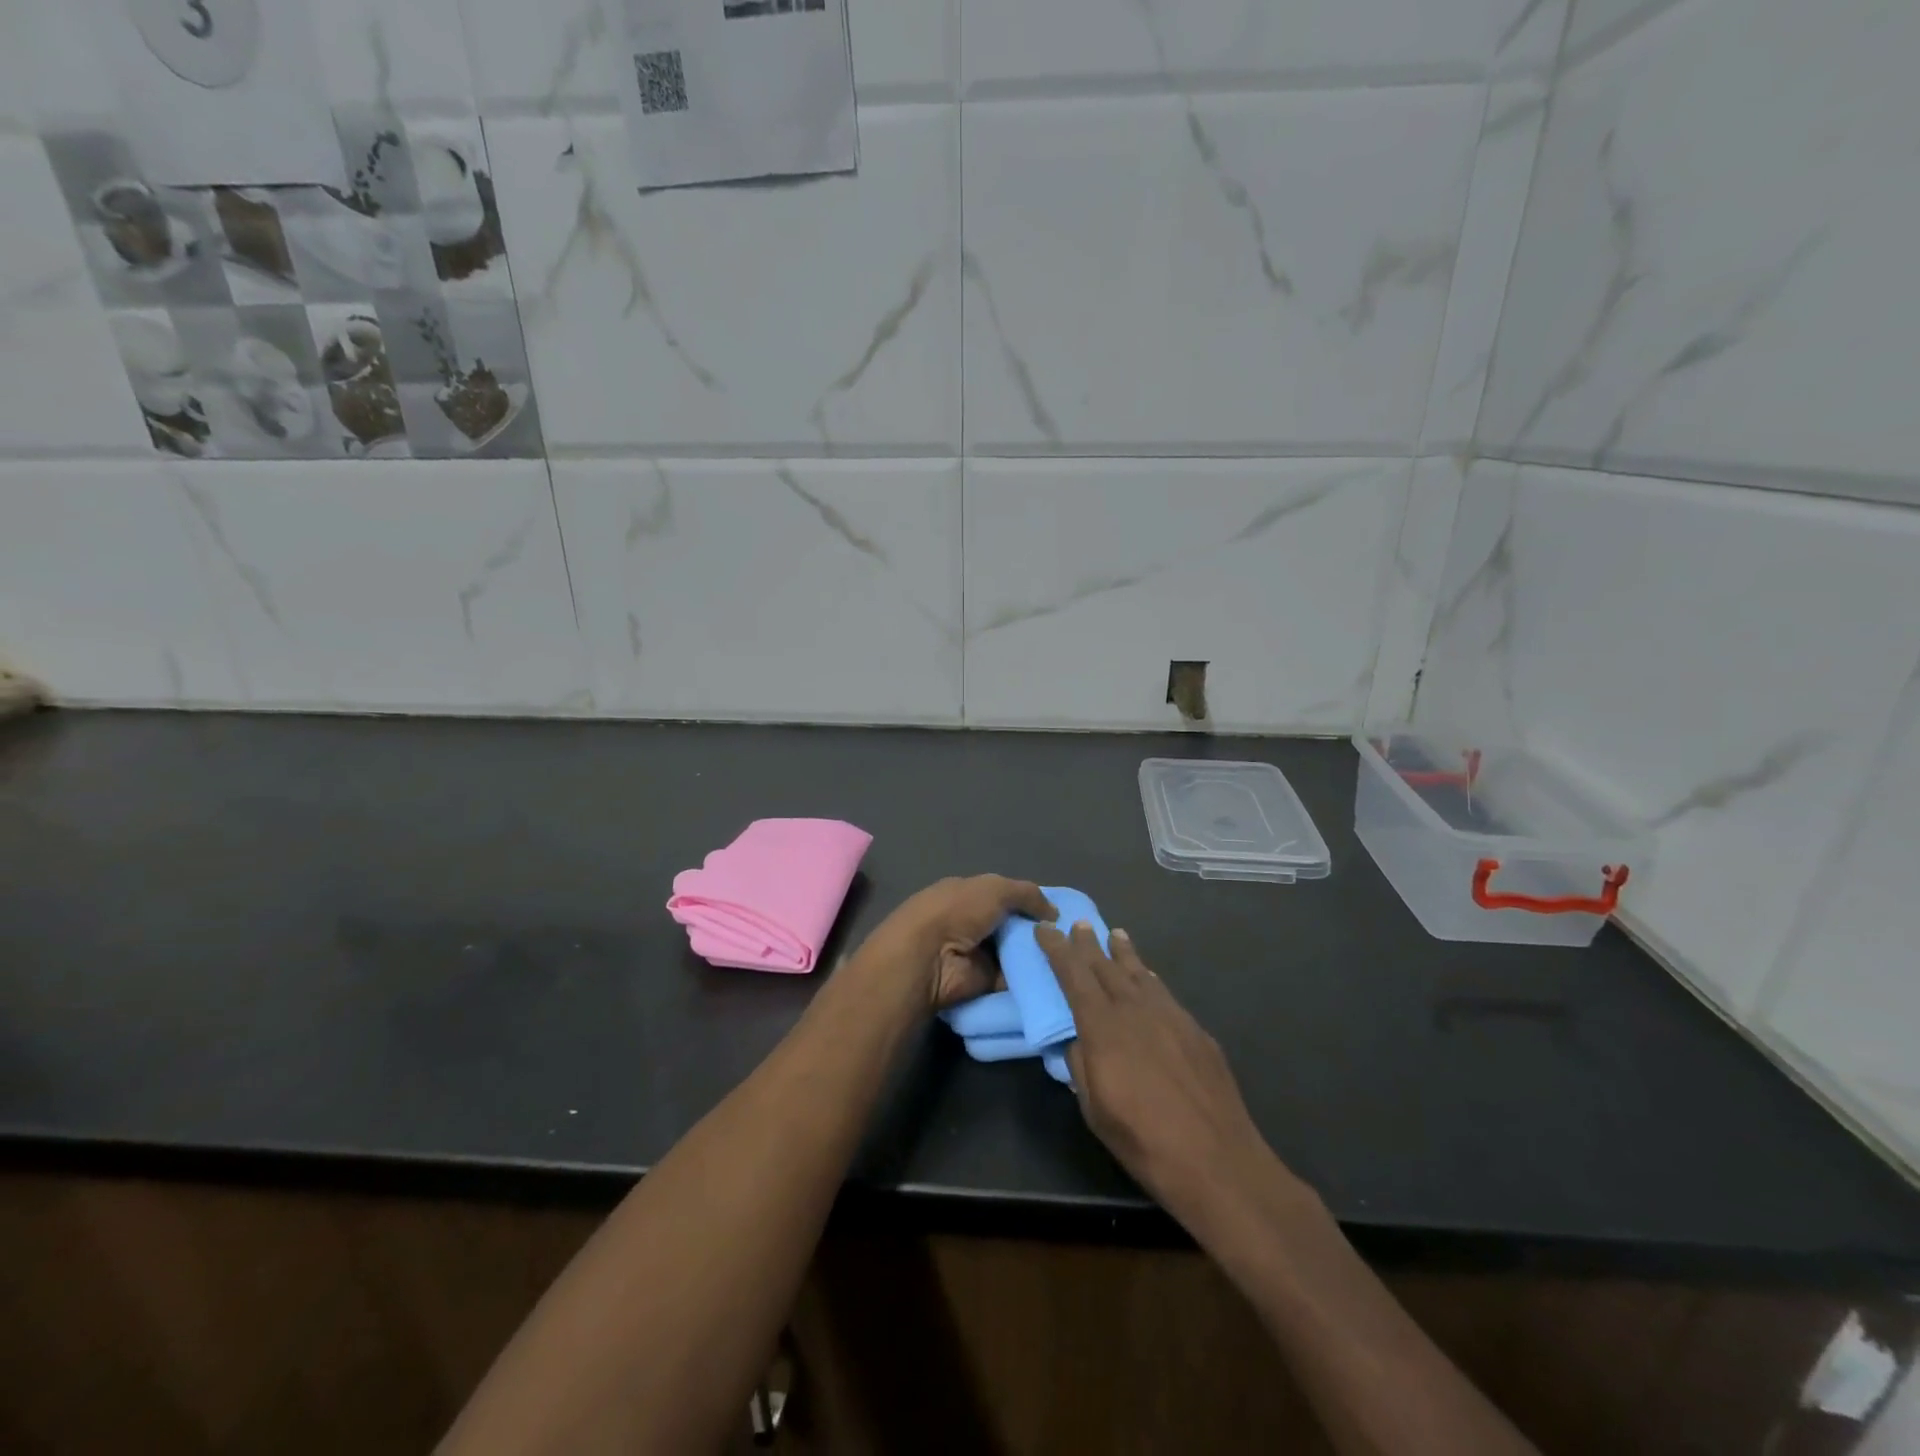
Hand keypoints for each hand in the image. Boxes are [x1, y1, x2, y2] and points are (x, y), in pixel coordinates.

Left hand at [862, 876, 1055, 1011]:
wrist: (929, 958)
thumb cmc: (958, 911)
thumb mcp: (995, 888)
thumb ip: (1027, 894)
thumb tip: (1054, 912)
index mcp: (967, 894)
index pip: (1004, 896)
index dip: (1030, 903)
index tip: (1058, 913)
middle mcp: (971, 923)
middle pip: (1012, 927)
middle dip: (1036, 932)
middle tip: (1070, 939)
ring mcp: (976, 954)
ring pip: (1015, 954)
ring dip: (1036, 957)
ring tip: (1069, 960)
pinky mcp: (982, 983)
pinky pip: (1012, 980)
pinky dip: (1030, 981)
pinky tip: (1057, 979)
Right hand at [1037, 923, 1288, 1235]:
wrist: (1217, 1161)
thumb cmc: (1144, 1141)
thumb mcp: (1095, 1110)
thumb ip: (1081, 1067)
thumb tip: (1076, 1041)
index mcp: (1103, 1028)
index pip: (1074, 976)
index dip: (1058, 950)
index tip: (1045, 929)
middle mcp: (1135, 1010)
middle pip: (1106, 967)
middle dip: (1089, 945)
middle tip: (1079, 924)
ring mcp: (1171, 1017)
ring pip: (1140, 974)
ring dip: (1124, 953)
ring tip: (1116, 935)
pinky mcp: (1196, 1031)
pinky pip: (1165, 993)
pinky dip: (1150, 979)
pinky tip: (1149, 978)